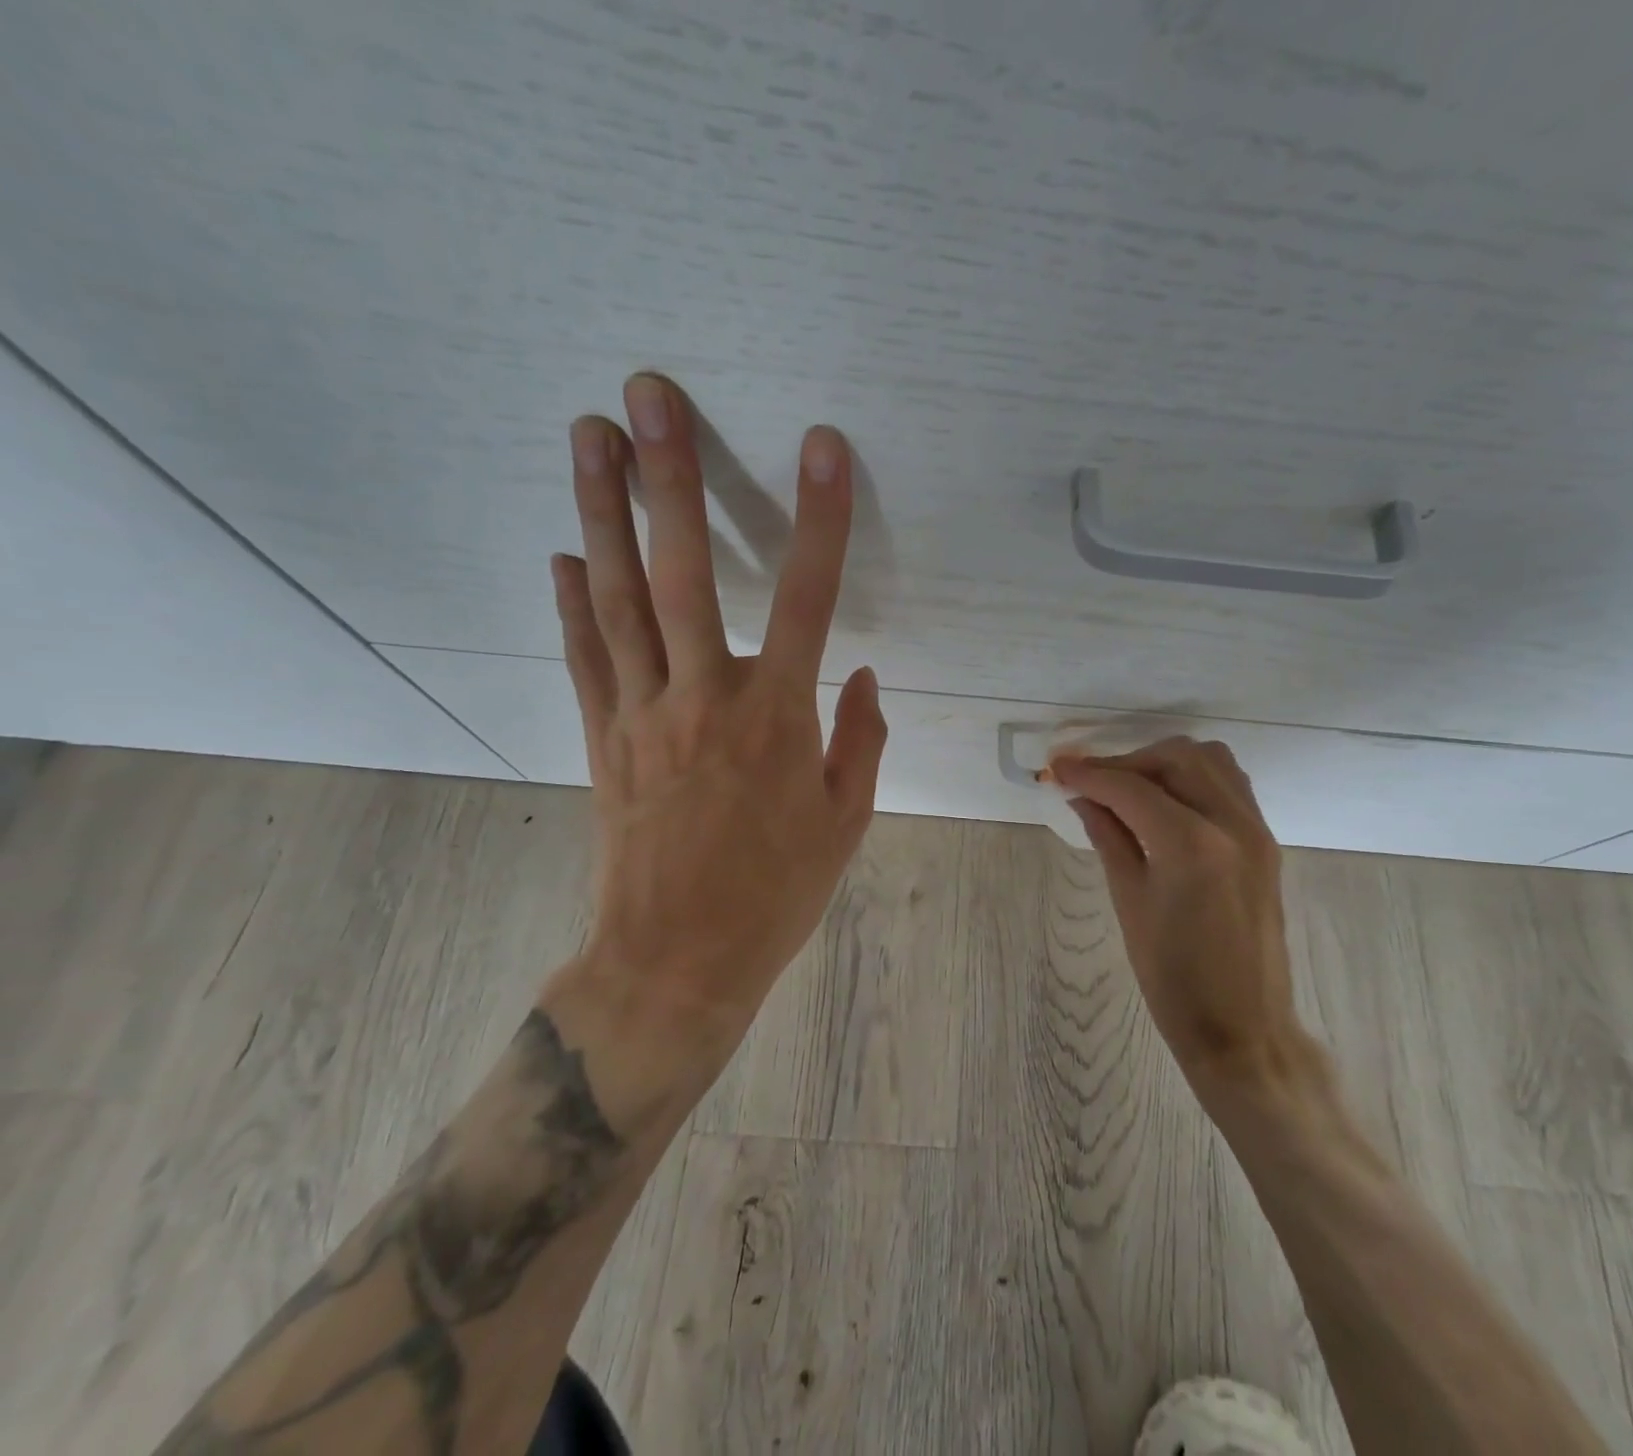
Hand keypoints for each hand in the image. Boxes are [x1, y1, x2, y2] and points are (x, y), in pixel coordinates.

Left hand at [540, 372, 886, 1122]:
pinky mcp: (604, 738)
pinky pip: (588, 656)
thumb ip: (860, 736)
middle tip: (648, 395)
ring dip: (603, 512)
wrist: (678, 959)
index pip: (809, 597)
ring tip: (587, 435)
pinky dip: (574, 601)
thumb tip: (860, 672)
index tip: (823, 447)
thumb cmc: (777, 891)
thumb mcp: (848, 819)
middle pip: (685, 571)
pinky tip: (565, 553)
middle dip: (671, 476)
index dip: (821, 518)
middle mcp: (706, 697)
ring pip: (620, 598)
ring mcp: (644, 714)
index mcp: (778, 717)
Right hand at [1053, 739, 1317, 1102]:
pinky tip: (1166, 802)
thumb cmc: (1174, 979)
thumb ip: (1109, 838)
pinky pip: (1229, 783)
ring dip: (1164, 762)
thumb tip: (1083, 798)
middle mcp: (1230, 823)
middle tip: (1092, 783)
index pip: (1131, 788)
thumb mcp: (1130, 903)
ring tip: (1129, 788)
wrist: (1244, 1028)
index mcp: (1191, 844)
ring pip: (1210, 760)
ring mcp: (1256, 829)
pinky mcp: (1265, 841)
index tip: (1057, 769)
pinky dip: (1193, 777)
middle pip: (1176, 757)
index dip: (1089, 773)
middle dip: (1127, 762)